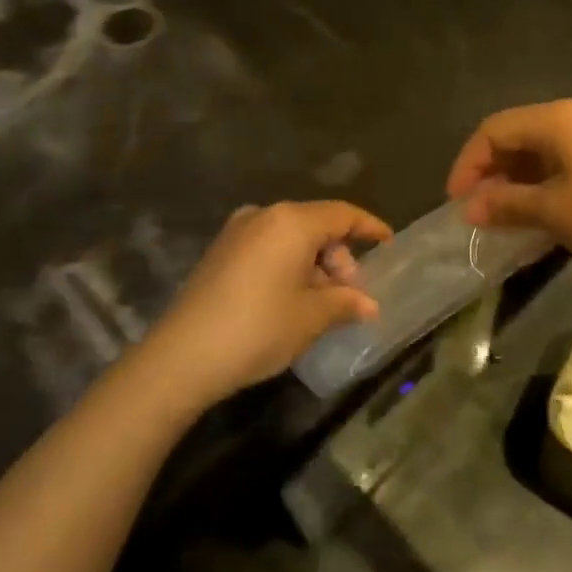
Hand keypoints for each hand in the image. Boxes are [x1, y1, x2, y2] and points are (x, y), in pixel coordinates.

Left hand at [139, 201, 392, 408]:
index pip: (342, 214)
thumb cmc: (258, 328)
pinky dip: (289, 266)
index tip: (388, 243)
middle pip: (316, 226)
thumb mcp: (311, 317)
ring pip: (291, 238)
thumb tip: (368, 304)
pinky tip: (293, 299)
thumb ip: (345, 302)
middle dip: (340, 258)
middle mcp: (264, 216)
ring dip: (314, 265)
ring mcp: (237, 232)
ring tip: (323, 303)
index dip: (369, 227)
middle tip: (350, 295)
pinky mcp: (220, 252)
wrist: (182, 356)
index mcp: (291, 222)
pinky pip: (268, 248)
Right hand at [446, 100, 571, 274]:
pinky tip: (534, 211)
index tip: (456, 201)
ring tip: (501, 215)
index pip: (494, 130)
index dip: (468, 164)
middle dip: (490, 171)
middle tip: (476, 210)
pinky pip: (560, 160)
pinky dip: (540, 182)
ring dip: (514, 179)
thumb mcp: (554, 212)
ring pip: (538, 149)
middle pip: (515, 135)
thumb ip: (507, 204)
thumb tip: (470, 208)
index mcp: (557, 119)